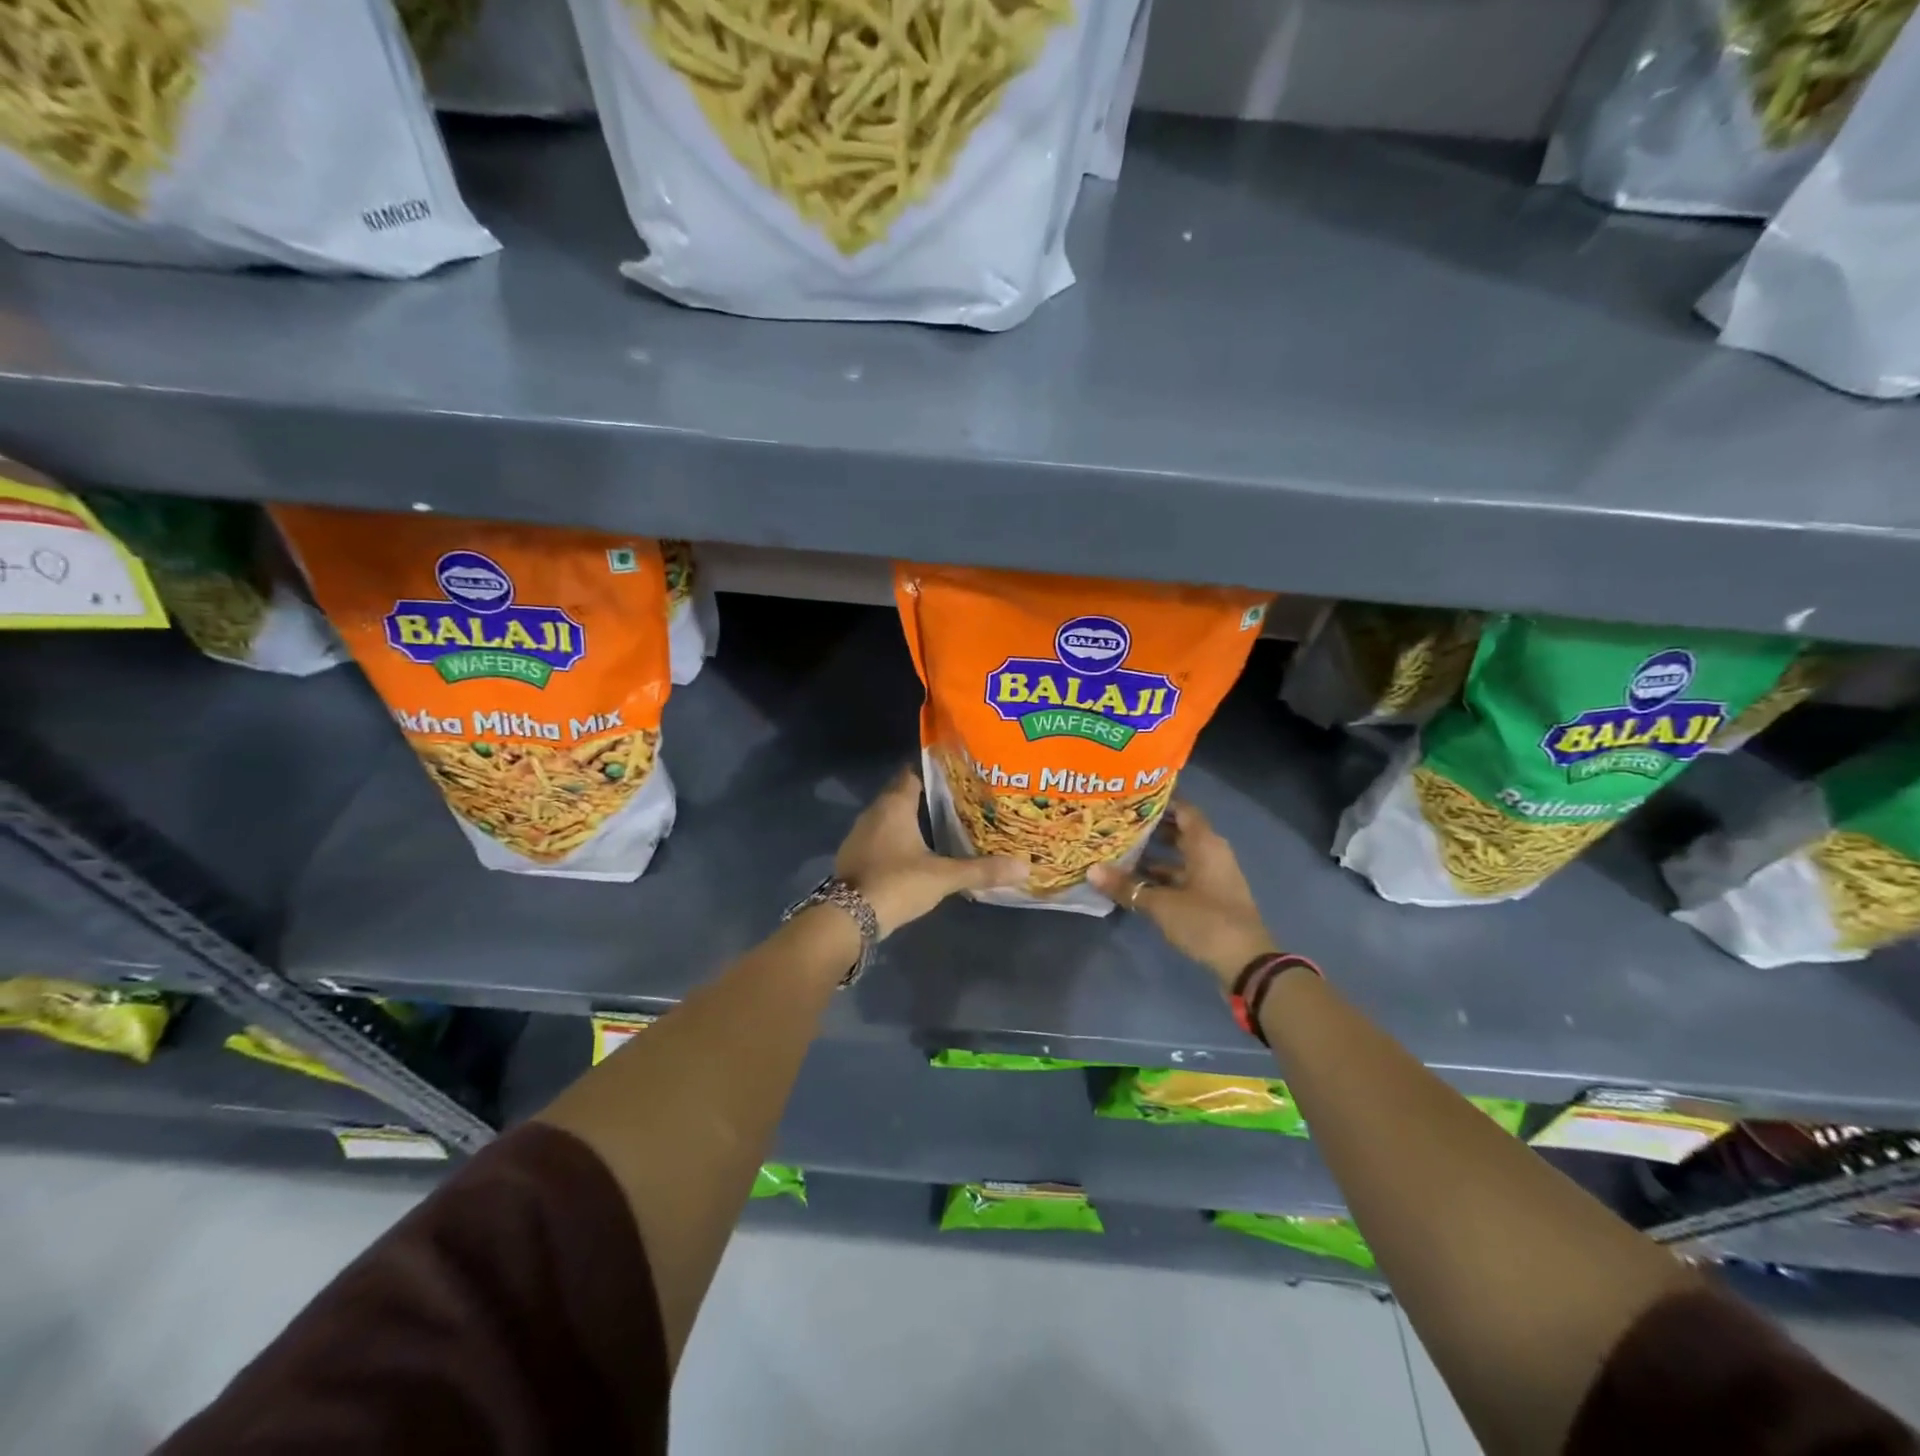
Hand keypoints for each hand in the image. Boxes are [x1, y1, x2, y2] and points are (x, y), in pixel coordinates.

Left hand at [835, 767, 1025, 937]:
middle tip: (956, 801)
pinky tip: (912, 852)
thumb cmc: (897, 883)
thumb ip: (982, 870)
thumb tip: (1025, 867)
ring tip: (938, 825)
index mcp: (894, 805)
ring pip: (888, 817)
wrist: (849, 918)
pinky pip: (878, 837)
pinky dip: (894, 840)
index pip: (912, 774)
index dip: (933, 772)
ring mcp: (859, 835)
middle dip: (925, 796)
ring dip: (908, 820)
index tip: (956, 775)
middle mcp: (874, 812)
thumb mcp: (943, 877)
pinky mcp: (852, 856)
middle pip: (900, 794)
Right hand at [1088, 802, 1277, 984]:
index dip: (1159, 801)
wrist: (1247, 963)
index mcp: (1206, 844)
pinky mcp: (1210, 898)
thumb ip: (1127, 886)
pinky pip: (1182, 877)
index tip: (1130, 797)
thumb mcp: (1161, 904)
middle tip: (1116, 823)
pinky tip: (1135, 882)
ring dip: (1153, 856)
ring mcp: (1212, 877)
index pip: (1183, 809)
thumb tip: (1091, 871)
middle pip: (1179, 832)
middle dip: (1150, 828)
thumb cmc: (1206, 921)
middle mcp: (1211, 854)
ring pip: (1179, 857)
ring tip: (1119, 851)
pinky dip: (1161, 877)